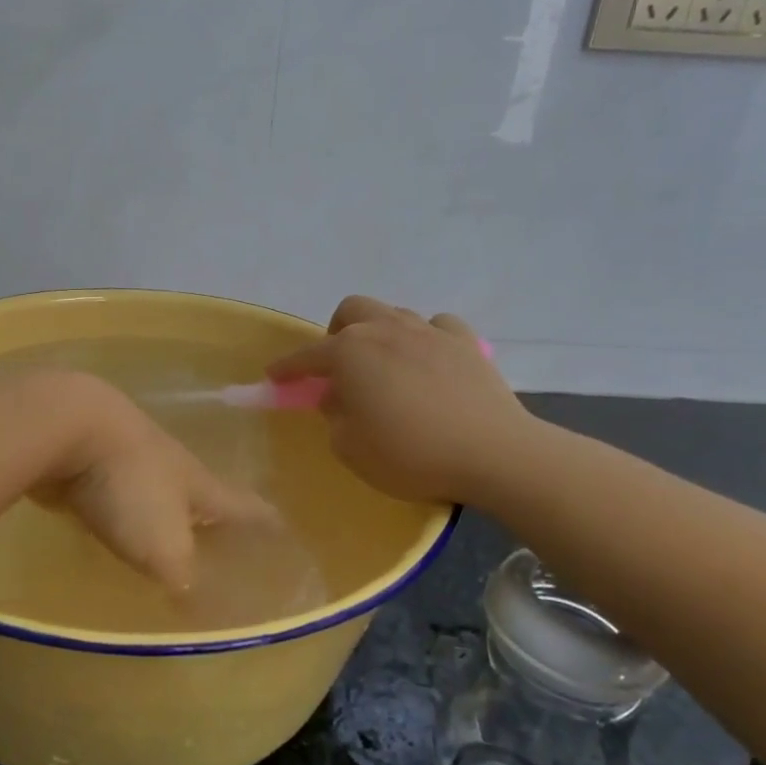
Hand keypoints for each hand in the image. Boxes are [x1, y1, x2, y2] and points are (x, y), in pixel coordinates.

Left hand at [31, 373, 279, 591]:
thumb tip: (203, 615)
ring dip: (164, 517)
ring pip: (156, 495)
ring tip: (170, 541)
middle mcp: (172, 468)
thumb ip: (186, 582)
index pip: (245, 506)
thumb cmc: (131, 487)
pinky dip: (121, 515)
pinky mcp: (91, 464)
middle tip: (223, 543)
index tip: (283, 527)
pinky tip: (113, 530)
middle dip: (212, 519)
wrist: (69, 426)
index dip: (265, 521)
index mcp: (200, 485)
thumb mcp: (166, 548)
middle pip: (200, 497)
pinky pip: (115, 496)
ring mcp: (130, 460)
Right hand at [266, 296, 534, 504]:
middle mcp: (386, 329)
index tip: (274, 376)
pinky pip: (436, 327)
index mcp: (350, 352)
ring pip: (393, 314)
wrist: (491, 452)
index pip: (307, 356)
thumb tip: (341, 397)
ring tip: (385, 365)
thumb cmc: (410, 453)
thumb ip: (335, 417)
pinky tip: (429, 361)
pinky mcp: (466, 341)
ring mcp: (429, 330)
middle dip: (337, 333)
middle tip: (340, 367)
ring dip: (379, 333)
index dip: (287, 368)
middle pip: (351, 311)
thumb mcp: (351, 448)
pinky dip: (425, 339)